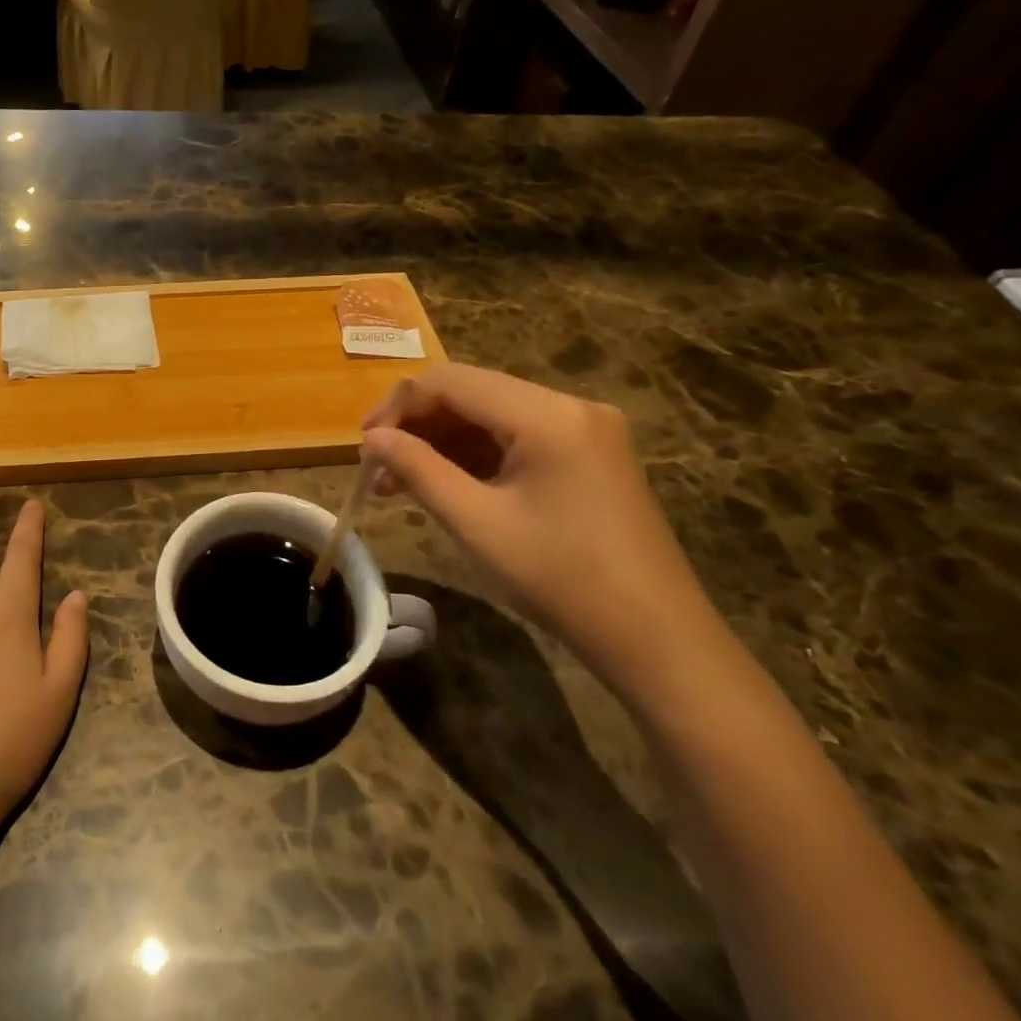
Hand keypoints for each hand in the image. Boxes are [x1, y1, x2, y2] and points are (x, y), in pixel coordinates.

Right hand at [363, 364, 721, 699]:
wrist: (656, 640)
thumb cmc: (560, 579)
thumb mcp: (476, 523)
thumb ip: (417, 469)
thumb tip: (372, 439)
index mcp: (547, 415)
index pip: (452, 381)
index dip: (399, 406)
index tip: (364, 446)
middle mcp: (570, 407)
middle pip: (472, 394)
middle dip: (418, 425)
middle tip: (377, 466)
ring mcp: (584, 431)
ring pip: (491, 417)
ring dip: (442, 443)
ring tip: (398, 483)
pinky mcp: (589, 456)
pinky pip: (516, 440)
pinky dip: (475, 457)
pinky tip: (442, 485)